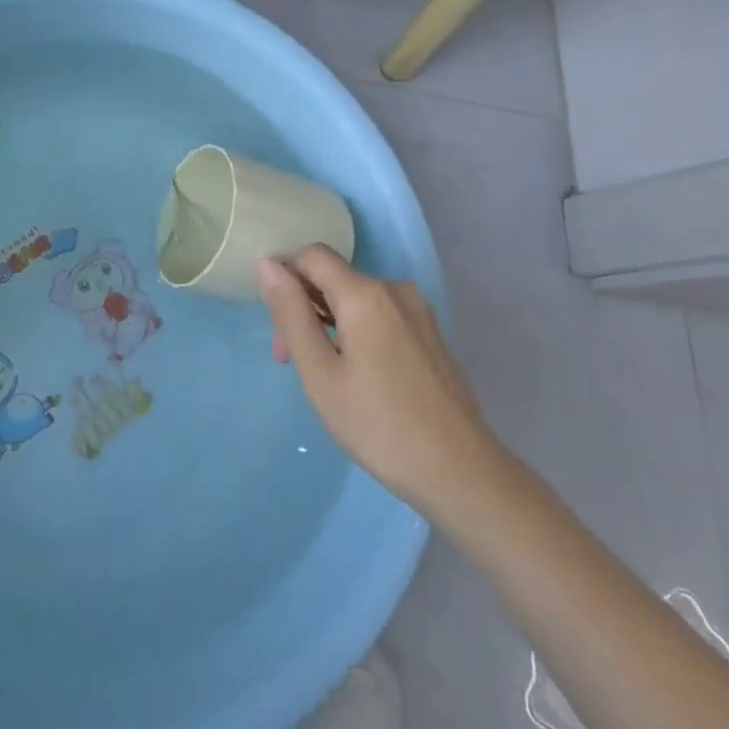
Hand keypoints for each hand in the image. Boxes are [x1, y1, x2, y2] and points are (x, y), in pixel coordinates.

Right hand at [259, 245, 498, 513]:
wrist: (461, 472)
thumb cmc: (378, 424)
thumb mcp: (319, 372)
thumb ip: (291, 313)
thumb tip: (267, 264)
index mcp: (365, 293)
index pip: (311, 255)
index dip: (285, 276)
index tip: (274, 322)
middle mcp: (394, 289)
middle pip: (334, 278)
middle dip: (304, 307)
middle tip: (290, 361)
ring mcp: (418, 312)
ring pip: (356, 299)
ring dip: (329, 323)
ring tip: (323, 375)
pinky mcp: (430, 334)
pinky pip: (380, 316)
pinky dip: (357, 332)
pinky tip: (357, 376)